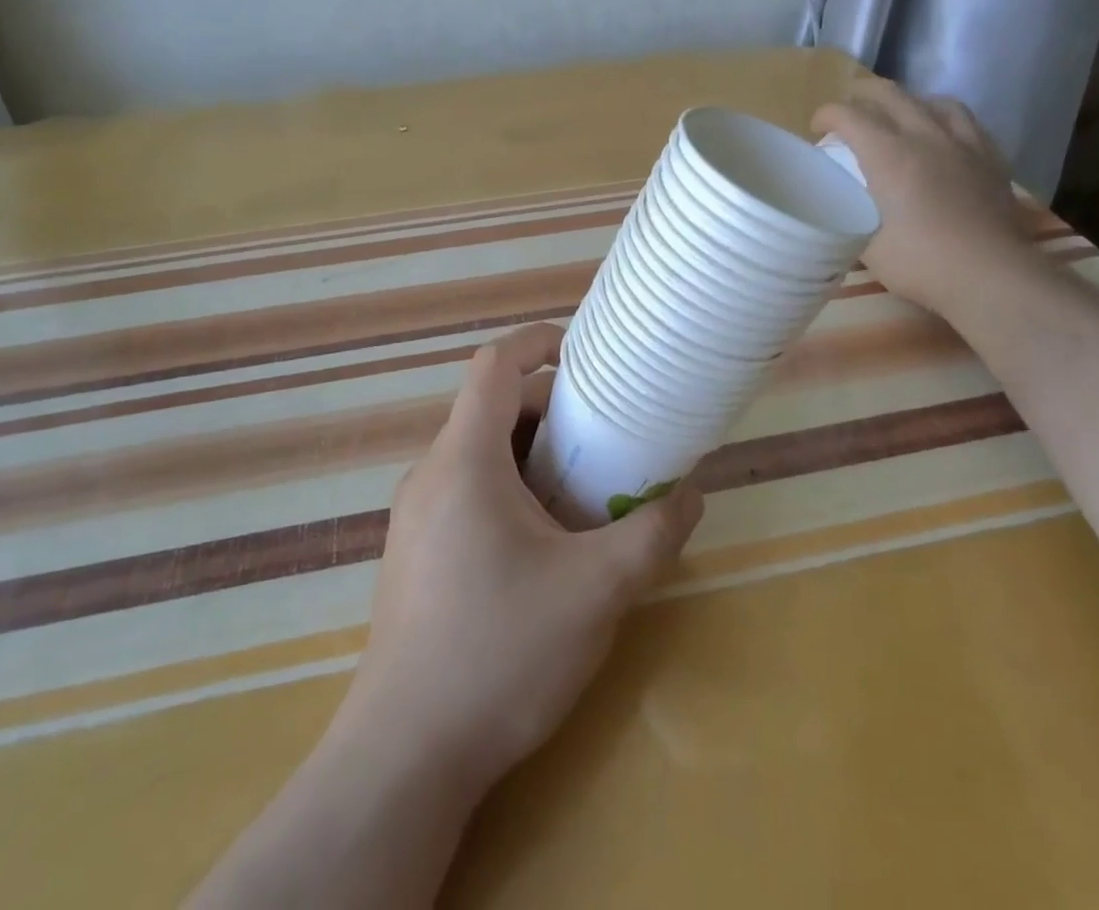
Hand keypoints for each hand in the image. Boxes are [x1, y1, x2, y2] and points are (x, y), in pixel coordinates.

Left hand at [339, 324, 703, 793]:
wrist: (406, 756)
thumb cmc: (501, 651)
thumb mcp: (596, 590)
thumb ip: (652, 534)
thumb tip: (692, 494)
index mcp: (465, 459)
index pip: (494, 366)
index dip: (538, 343)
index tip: (584, 354)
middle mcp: (431, 474)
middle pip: (492, 410)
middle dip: (551, 411)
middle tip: (604, 438)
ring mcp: (416, 517)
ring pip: (480, 455)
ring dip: (533, 456)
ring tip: (584, 492)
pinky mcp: (415, 555)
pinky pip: (466, 493)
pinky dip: (509, 490)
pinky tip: (544, 545)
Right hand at [814, 77, 1032, 311]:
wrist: (992, 277)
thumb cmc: (922, 263)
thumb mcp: (866, 246)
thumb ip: (851, 217)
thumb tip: (841, 207)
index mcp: (889, 156)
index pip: (850, 116)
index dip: (827, 115)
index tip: (817, 128)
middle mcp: (926, 138)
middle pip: (891, 95)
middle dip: (863, 94)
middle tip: (849, 109)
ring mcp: (964, 146)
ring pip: (935, 102)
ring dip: (910, 102)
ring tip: (901, 116)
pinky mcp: (992, 160)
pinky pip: (968, 123)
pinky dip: (947, 120)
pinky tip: (944, 137)